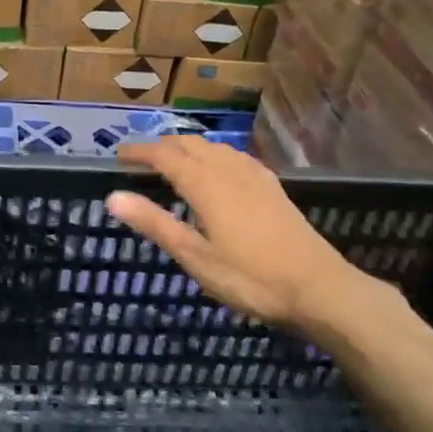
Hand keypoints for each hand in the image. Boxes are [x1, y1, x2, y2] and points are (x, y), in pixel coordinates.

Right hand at [109, 139, 391, 334]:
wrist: (319, 288)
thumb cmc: (250, 277)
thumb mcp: (195, 256)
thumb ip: (154, 223)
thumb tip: (114, 197)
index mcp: (206, 184)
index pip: (164, 155)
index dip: (139, 151)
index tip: (118, 154)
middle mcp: (229, 169)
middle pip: (189, 143)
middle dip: (161, 145)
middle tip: (140, 159)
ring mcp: (255, 175)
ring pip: (214, 147)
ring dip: (188, 147)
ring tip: (172, 162)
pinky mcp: (273, 186)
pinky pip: (235, 157)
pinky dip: (213, 155)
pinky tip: (217, 171)